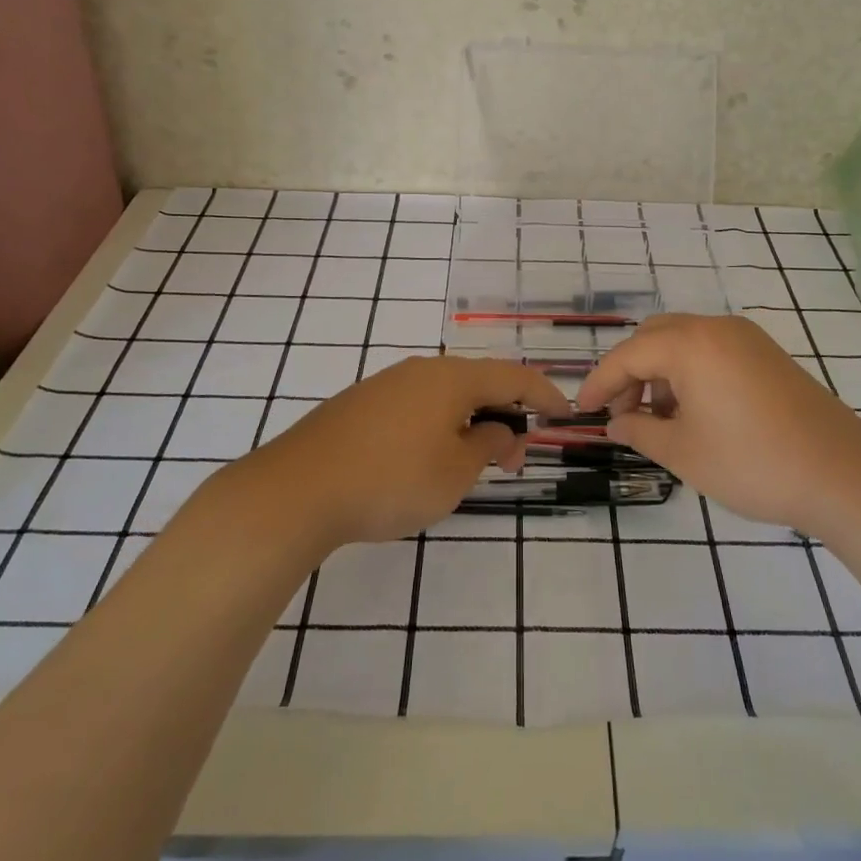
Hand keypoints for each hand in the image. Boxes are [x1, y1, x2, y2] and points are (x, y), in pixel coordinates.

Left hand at [250, 356, 570, 547]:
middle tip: (512, 460)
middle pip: (478, 383)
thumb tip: (497, 428)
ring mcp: (385, 384)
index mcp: (451, 378)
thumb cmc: (390, 480)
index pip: (513, 377)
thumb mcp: (454, 472)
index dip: (543, 394)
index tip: (564, 414)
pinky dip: (437, 426)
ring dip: (469, 423)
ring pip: (444, 396)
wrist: (297, 489)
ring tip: (471, 464)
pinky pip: (415, 407)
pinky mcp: (359, 405)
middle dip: (504, 416)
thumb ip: (486, 444)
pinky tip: (426, 459)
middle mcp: (421, 370)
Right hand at [576, 314, 860, 532]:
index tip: (581, 411)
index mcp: (690, 344)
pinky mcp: (767, 355)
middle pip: (654, 337)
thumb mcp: (683, 453)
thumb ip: (640, 432)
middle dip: (630, 374)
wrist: (843, 475)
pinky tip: (694, 413)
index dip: (599, 383)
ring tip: (659, 421)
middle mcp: (716, 328)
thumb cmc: (752, 463)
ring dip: (660, 373)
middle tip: (623, 416)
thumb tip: (616, 424)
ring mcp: (746, 338)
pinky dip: (690, 373)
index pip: (628, 355)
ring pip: (683, 342)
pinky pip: (712, 351)